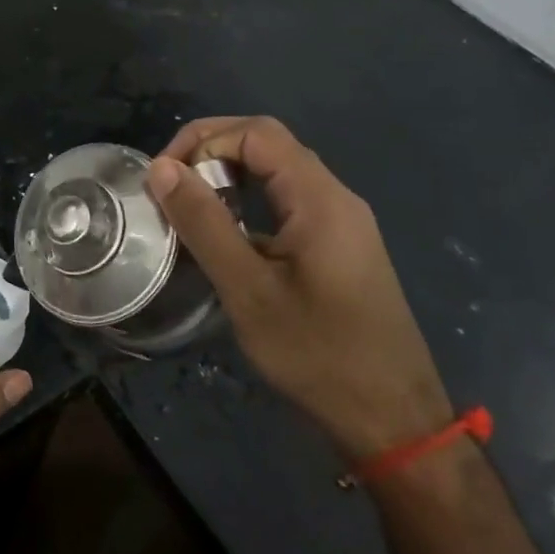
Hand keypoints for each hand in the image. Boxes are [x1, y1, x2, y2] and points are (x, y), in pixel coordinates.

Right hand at [148, 116, 451, 460]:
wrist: (393, 420)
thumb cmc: (318, 354)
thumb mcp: (248, 289)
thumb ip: (204, 223)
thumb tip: (161, 169)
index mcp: (320, 198)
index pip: (257, 133)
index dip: (203, 140)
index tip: (164, 178)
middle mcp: (335, 198)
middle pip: (268, 144)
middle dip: (210, 152)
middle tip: (168, 186)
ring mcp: (341, 223)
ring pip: (277, 173)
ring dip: (227, 176)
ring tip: (186, 207)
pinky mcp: (338, 247)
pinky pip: (287, 203)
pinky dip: (247, 202)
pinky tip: (223, 236)